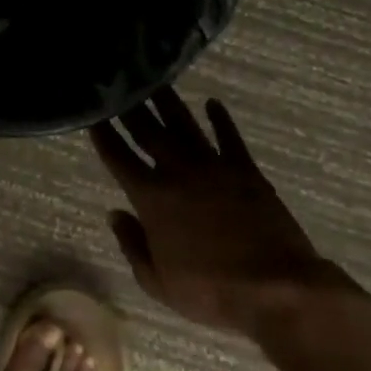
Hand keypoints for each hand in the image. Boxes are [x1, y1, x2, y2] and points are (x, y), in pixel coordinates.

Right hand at [90, 87, 360, 339]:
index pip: (118, 157)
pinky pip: (229, 136)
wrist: (277, 288)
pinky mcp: (245, 170)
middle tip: (120, 83)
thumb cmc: (212, 291)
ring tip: (156, 79)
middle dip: (130, 107)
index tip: (93, 112)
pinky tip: (212, 103)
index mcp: (151, 198)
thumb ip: (132, 244)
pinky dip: (220, 118)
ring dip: (168, 102)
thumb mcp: (158, 282)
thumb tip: (114, 213)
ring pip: (183, 124)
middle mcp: (177, 172)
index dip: (103, 134)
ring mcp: (213, 166)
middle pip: (147, 131)